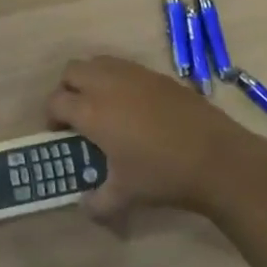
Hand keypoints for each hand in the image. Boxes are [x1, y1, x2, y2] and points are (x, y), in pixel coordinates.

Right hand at [46, 56, 266, 217]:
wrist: (215, 156)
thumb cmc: (162, 175)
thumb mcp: (124, 196)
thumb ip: (97, 203)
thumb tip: (84, 205)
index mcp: (91, 111)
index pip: (55, 101)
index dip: (51, 117)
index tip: (60, 134)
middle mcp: (107, 84)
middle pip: (72, 71)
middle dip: (67, 89)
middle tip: (77, 114)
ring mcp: (133, 74)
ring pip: (98, 62)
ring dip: (91, 78)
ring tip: (103, 105)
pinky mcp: (156, 74)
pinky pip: (124, 66)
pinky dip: (117, 78)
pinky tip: (133, 105)